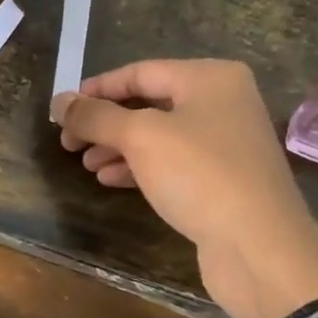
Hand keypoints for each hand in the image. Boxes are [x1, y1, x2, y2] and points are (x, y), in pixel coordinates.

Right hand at [51, 60, 317, 317]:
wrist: (259, 246)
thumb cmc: (200, 175)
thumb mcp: (140, 137)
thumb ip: (96, 116)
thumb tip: (59, 102)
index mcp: (210, 78)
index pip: (140, 72)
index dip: (97, 89)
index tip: (63, 110)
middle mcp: (223, 103)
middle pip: (150, 104)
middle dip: (106, 123)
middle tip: (68, 143)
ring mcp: (225, 144)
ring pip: (159, 137)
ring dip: (118, 148)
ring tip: (85, 164)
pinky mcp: (223, 181)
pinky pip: (172, 164)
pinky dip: (139, 169)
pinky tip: (110, 180)